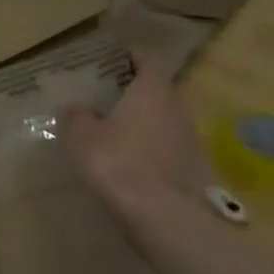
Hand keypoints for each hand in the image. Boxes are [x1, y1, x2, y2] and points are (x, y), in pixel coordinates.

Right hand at [61, 55, 212, 205]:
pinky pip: (171, 149)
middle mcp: (178, 109)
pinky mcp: (197, 170)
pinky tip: (134, 165)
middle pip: (159, 92)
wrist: (164, 216)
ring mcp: (192, 140)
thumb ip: (77, 116)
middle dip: (138, 94)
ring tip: (119, 134)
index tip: (117, 59)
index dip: (134, 57)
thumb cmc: (117, 162)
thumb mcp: (81, 137)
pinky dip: (154, 151)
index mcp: (151, 92)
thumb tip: (75, 106)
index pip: (149, 61)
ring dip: (146, 124)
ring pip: (166, 121)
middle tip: (110, 100)